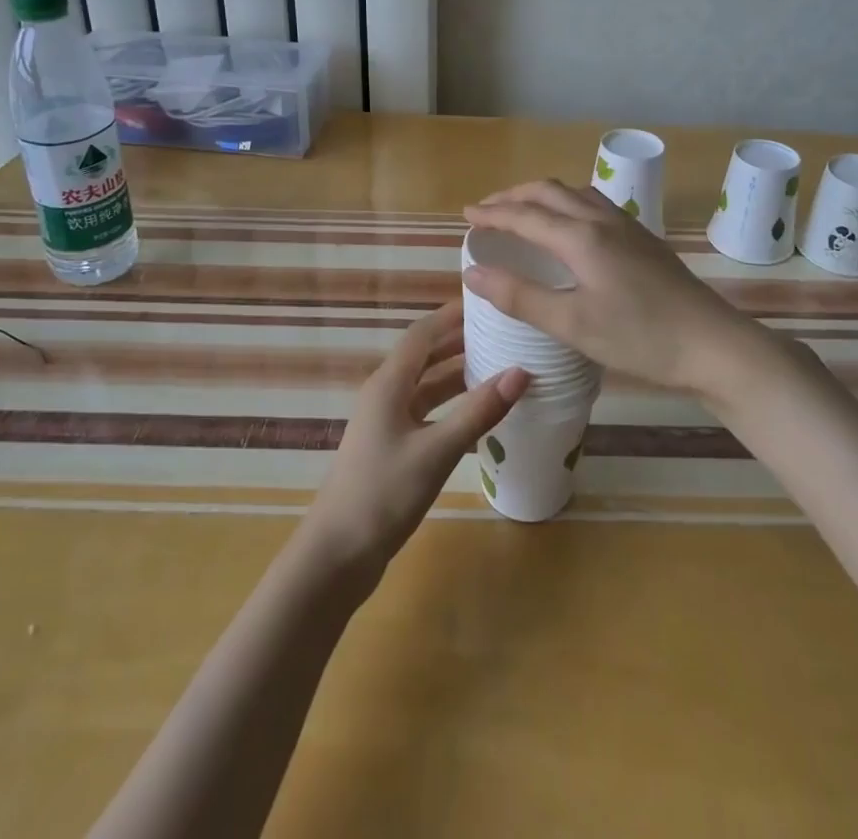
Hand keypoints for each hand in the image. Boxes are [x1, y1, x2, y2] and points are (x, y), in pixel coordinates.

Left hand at [301, 302, 528, 587]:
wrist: (336, 555)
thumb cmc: (383, 494)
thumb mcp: (436, 451)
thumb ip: (478, 411)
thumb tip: (521, 372)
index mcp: (389, 383)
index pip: (423, 333)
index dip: (452, 314)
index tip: (488, 301)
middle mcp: (386, 394)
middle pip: (425, 355)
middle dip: (460, 341)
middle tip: (504, 332)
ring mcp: (387, 422)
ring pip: (427, 385)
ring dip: (458, 373)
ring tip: (500, 365)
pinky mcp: (392, 447)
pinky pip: (426, 411)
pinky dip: (451, 405)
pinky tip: (478, 413)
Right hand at [462, 180, 752, 396]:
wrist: (714, 345)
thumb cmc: (640, 337)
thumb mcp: (573, 324)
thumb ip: (520, 296)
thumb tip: (473, 271)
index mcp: (581, 237)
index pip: (525, 215)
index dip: (492, 214)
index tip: (466, 215)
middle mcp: (603, 220)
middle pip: (550, 192)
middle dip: (514, 196)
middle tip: (488, 210)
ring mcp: (628, 227)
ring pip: (576, 193)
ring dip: (543, 196)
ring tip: (524, 211)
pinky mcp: (645, 240)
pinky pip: (596, 204)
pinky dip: (568, 204)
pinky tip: (573, 227)